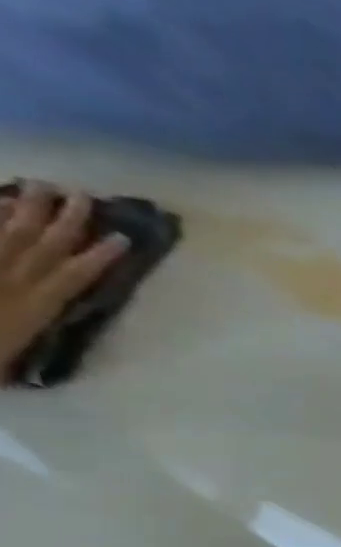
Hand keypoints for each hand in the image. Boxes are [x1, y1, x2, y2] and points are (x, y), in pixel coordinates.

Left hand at [0, 184, 127, 374]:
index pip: (72, 276)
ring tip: (41, 186)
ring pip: (7, 232)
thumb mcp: (7, 360)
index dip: (98, 257)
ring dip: (26, 208)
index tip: (122, 238)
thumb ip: (22, 342)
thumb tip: (43, 329)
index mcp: (30, 307)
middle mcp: (8, 281)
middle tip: (81, 194)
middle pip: (41, 245)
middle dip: (64, 219)